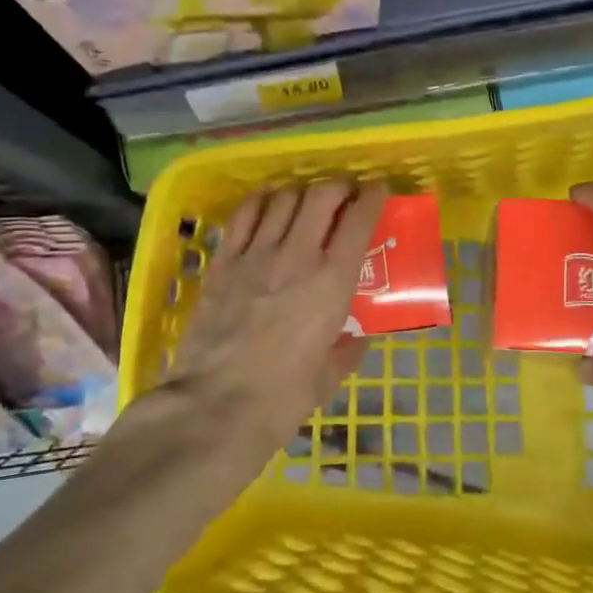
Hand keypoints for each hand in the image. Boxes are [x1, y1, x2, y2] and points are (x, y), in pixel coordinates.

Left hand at [169, 181, 387, 454]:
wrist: (215, 406)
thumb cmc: (282, 398)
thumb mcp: (329, 377)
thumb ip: (347, 350)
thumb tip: (357, 338)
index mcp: (333, 281)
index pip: (359, 220)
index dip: (372, 197)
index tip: (378, 190)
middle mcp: (298, 255)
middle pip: (322, 195)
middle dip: (338, 187)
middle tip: (344, 196)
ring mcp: (256, 254)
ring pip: (284, 198)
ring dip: (302, 193)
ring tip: (306, 203)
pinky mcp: (223, 261)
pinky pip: (244, 214)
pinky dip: (262, 201)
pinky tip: (268, 205)